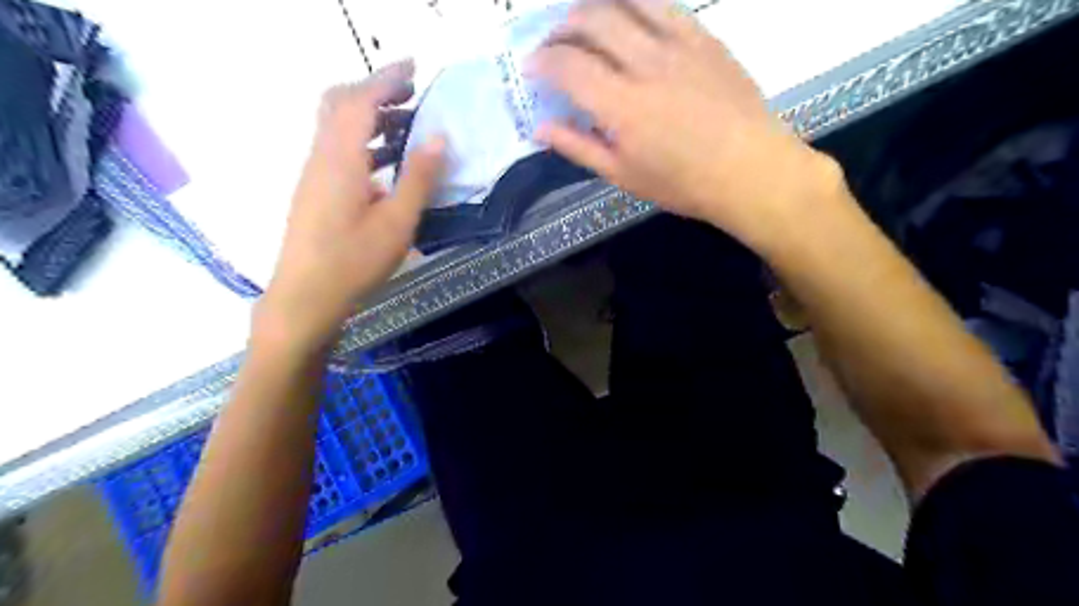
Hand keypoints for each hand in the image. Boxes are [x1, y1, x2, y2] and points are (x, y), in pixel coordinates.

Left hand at [255, 61, 441, 350]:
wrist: (305, 296)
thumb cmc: (354, 261)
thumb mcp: (397, 222)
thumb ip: (419, 178)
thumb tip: (439, 138)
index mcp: (341, 158)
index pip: (360, 100)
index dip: (386, 78)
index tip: (413, 67)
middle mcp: (321, 156)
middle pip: (339, 103)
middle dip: (374, 90)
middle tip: (409, 93)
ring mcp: (314, 173)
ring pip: (337, 126)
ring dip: (369, 116)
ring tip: (407, 125)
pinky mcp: (314, 190)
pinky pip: (336, 149)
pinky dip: (362, 140)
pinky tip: (386, 164)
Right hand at [531, 1, 841, 248]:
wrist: (749, 170)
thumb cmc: (682, 183)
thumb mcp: (623, 176)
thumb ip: (579, 147)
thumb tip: (540, 129)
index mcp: (621, 106)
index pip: (568, 66)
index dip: (542, 61)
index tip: (532, 68)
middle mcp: (646, 65)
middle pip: (593, 22)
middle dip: (562, 27)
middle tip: (553, 42)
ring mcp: (678, 46)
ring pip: (627, 3)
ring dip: (596, 6)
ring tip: (584, 20)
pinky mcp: (704, 39)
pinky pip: (665, 6)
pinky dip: (637, 4)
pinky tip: (629, 14)